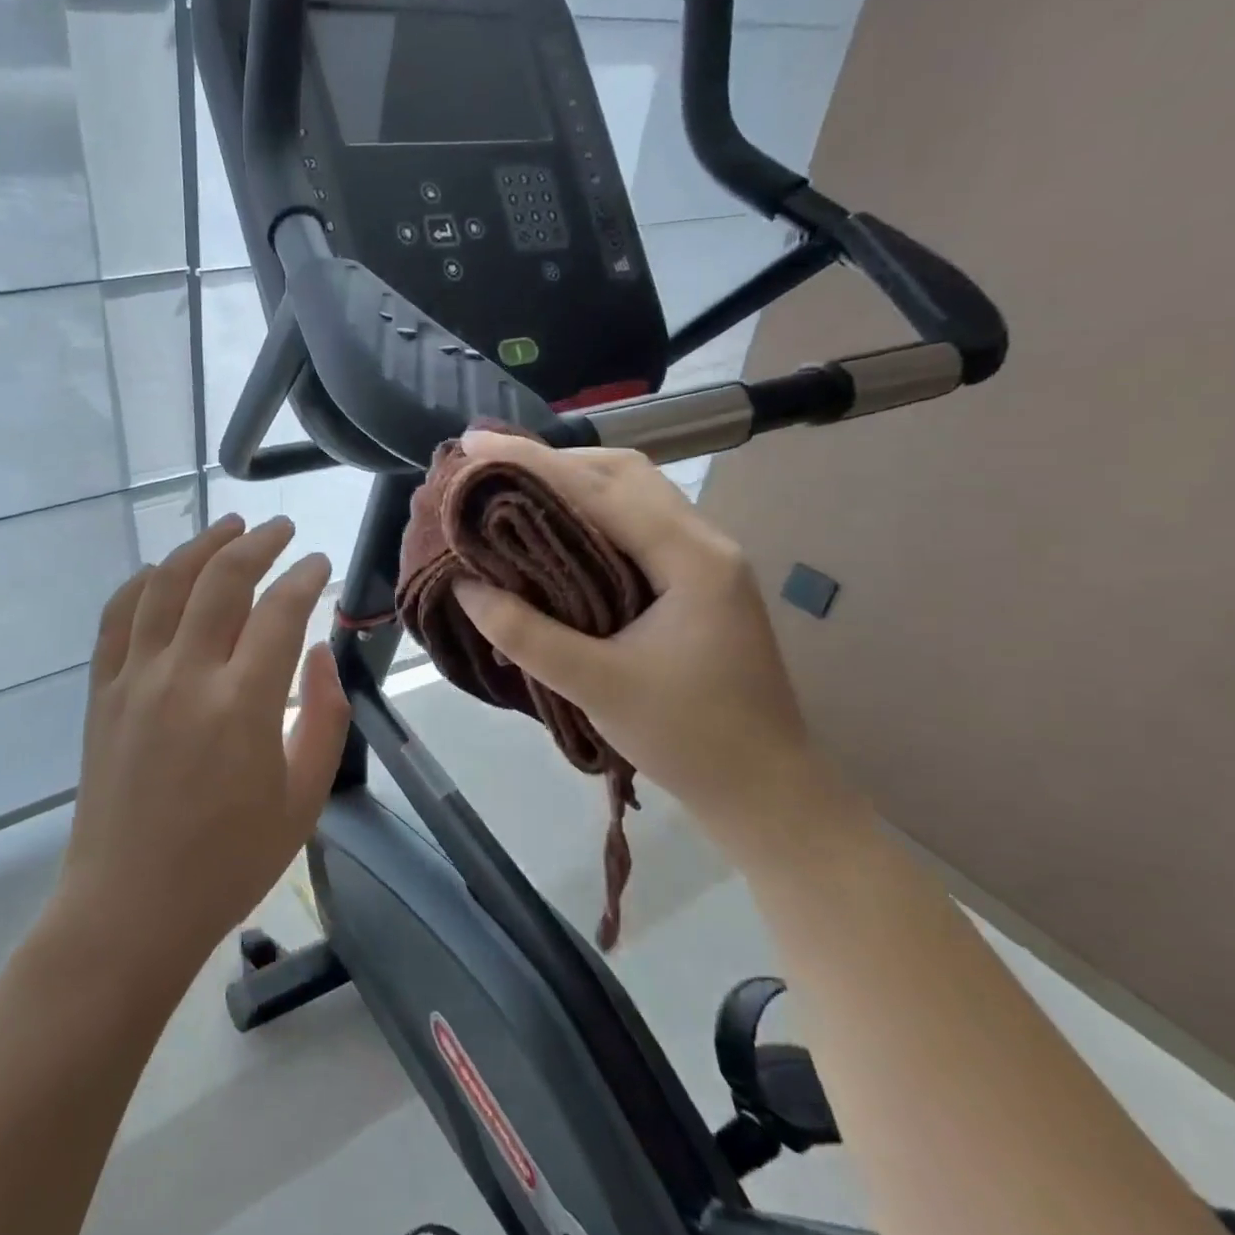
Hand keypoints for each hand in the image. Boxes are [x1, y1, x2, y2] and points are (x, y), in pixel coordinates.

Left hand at [59, 515, 350, 973]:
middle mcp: (186, 676)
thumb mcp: (302, 800)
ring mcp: (135, 679)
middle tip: (281, 529)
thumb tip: (316, 652)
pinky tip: (163, 570)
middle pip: (221, 580)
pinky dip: (143, 581)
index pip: (279, 611)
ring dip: (200, 546)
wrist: (130, 908)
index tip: (319, 562)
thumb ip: (323, 717)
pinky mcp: (102, 691)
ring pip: (166, 584)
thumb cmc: (228, 863)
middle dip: (257, 543)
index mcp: (243, 706)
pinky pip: (118, 616)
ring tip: (228, 525)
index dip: (304, 577)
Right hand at [451, 430, 825, 836]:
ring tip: (512, 489)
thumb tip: (466, 587)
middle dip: (553, 460)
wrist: (768, 791)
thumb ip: (527, 634)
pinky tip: (555, 529)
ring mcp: (705, 560)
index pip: (600, 489)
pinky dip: (589, 512)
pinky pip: (637, 524)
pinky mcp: (696, 581)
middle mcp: (704, 543)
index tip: (474, 443)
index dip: (532, 461)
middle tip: (489, 466)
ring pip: (633, 494)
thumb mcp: (598, 686)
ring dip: (573, 482)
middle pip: (624, 473)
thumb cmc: (689, 739)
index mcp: (690, 559)